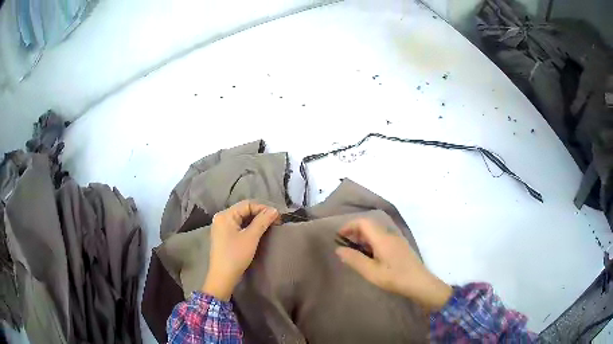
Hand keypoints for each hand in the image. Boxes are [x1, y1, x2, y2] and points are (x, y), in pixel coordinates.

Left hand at [202, 200, 278, 300]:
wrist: (223, 277)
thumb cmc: (236, 255)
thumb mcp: (251, 237)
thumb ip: (262, 221)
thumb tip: (274, 210)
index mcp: (225, 215)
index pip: (247, 204)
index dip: (263, 208)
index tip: (277, 216)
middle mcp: (221, 218)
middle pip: (244, 210)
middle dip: (260, 214)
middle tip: (275, 221)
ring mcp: (221, 227)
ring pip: (242, 218)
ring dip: (256, 221)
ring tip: (269, 225)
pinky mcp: (224, 236)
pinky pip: (238, 226)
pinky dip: (249, 227)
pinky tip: (258, 231)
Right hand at [335, 218, 451, 311]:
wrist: (419, 283)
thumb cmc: (395, 277)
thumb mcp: (371, 272)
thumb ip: (354, 259)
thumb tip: (338, 249)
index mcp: (382, 238)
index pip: (363, 222)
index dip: (349, 226)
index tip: (339, 237)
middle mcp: (390, 234)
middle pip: (370, 225)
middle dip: (355, 232)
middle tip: (346, 246)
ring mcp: (397, 239)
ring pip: (377, 231)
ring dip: (364, 237)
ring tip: (356, 252)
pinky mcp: (401, 246)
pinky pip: (383, 237)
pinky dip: (372, 242)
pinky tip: (371, 256)